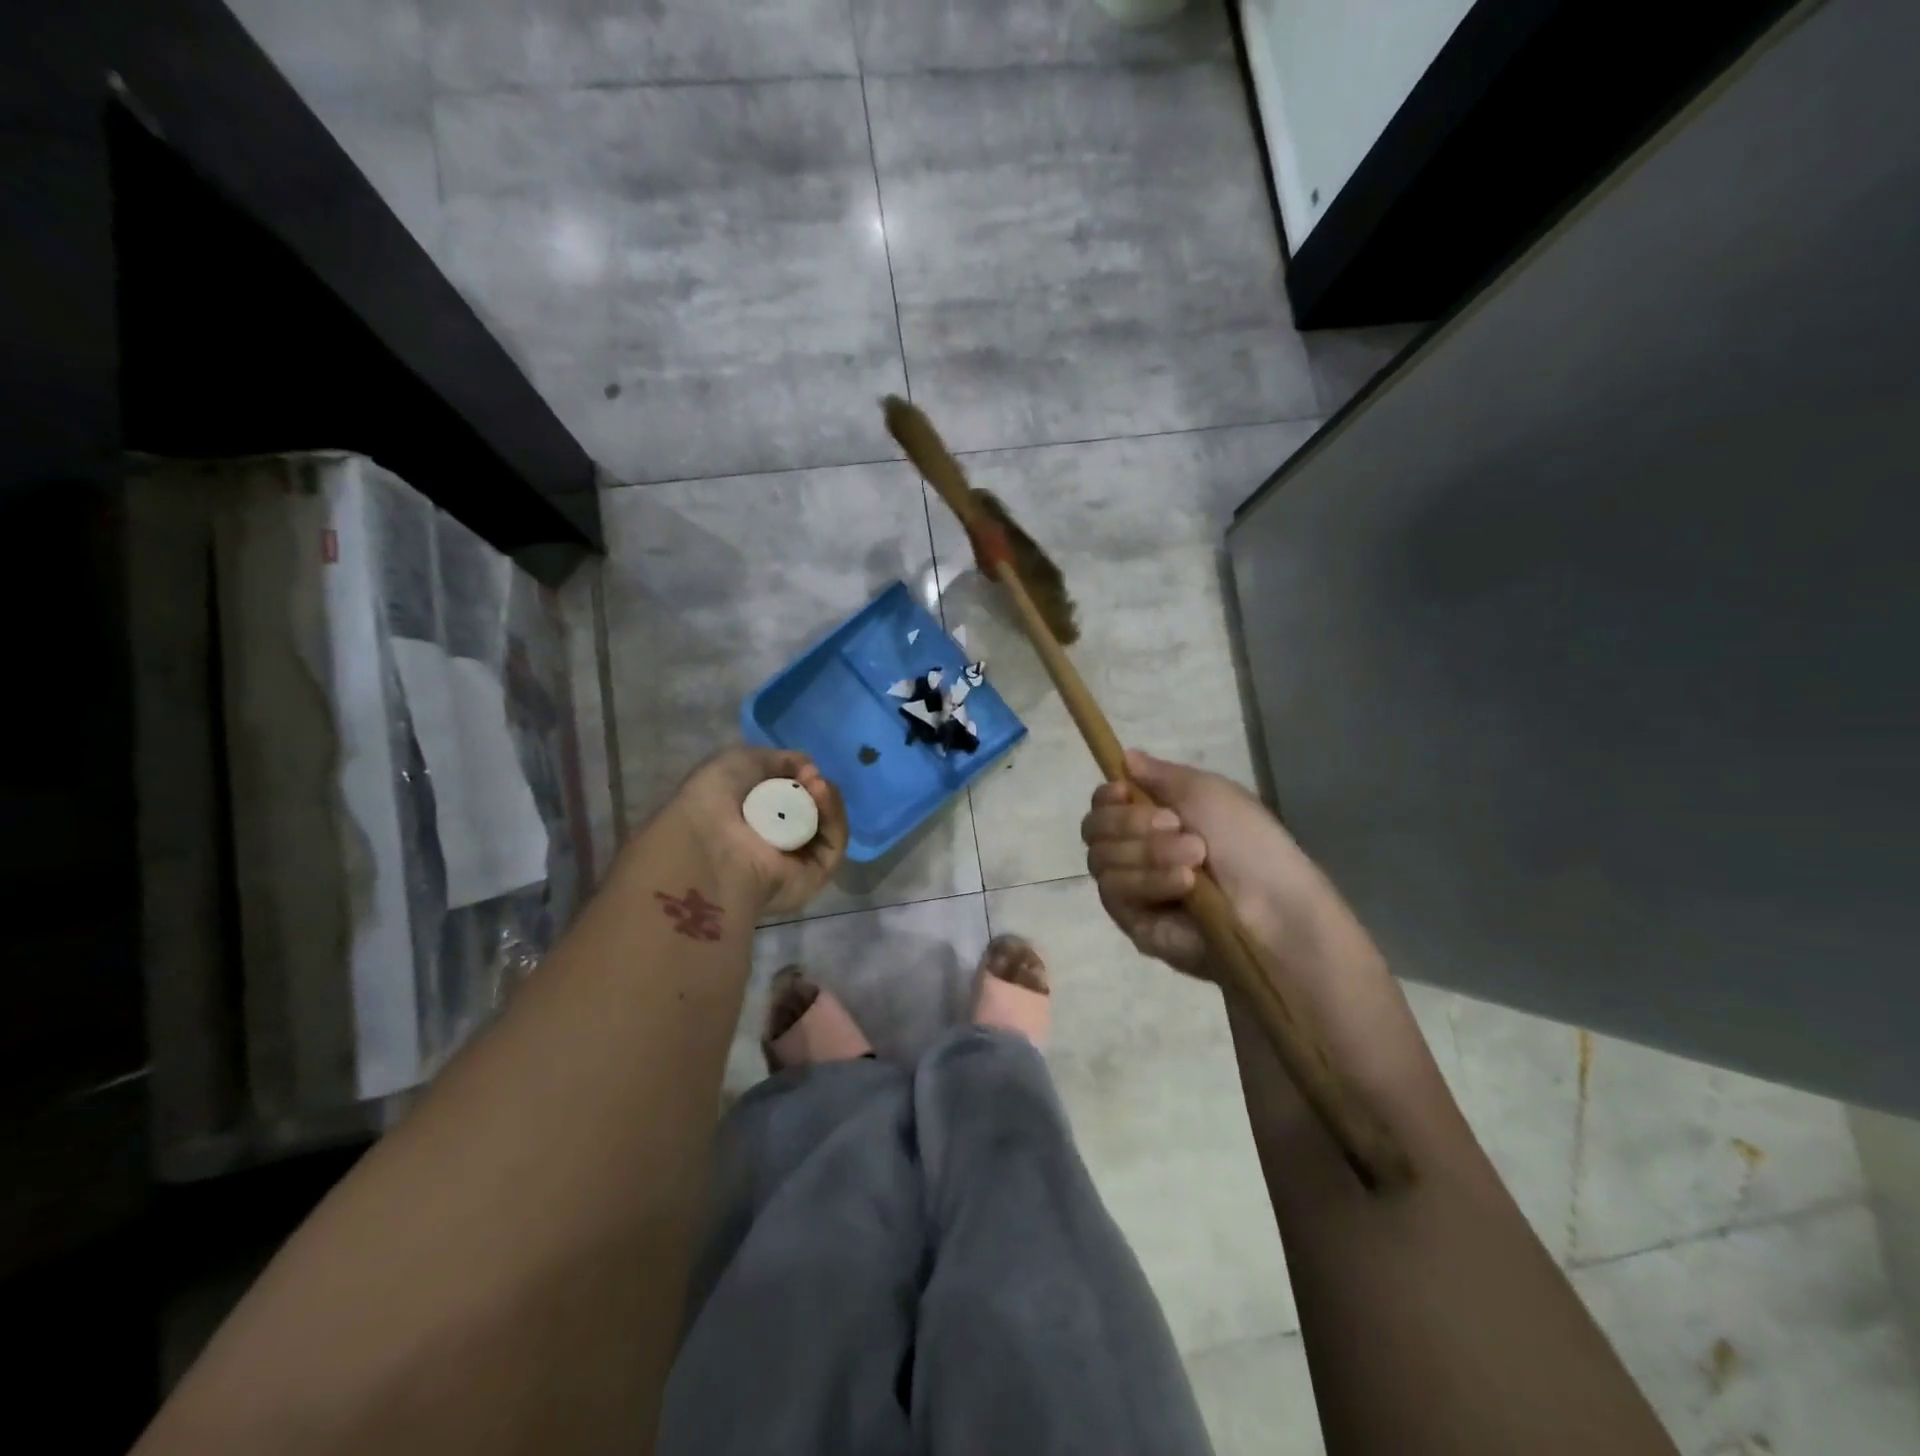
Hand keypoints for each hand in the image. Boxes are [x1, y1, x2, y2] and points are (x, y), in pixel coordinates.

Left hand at [664, 747, 848, 916]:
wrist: (709, 845)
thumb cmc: (712, 801)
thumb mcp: (739, 761)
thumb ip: (778, 760)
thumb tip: (808, 767)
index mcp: (750, 820)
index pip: (789, 796)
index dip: (799, 776)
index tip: (801, 766)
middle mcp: (773, 842)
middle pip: (813, 809)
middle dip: (816, 787)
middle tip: (810, 776)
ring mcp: (796, 861)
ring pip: (827, 825)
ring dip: (827, 799)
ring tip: (817, 784)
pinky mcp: (815, 876)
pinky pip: (834, 843)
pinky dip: (834, 816)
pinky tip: (823, 795)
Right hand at [1081, 749, 1338, 979]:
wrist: (1273, 905)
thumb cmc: (1247, 842)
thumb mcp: (1207, 791)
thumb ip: (1159, 774)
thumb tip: (1124, 756)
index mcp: (1152, 820)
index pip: (1102, 805)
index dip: (1106, 797)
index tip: (1124, 792)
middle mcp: (1134, 852)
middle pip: (1093, 829)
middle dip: (1130, 823)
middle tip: (1175, 825)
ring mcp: (1131, 890)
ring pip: (1101, 860)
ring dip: (1148, 852)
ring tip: (1195, 859)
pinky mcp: (1133, 924)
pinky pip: (1115, 893)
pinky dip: (1149, 880)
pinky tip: (1184, 884)